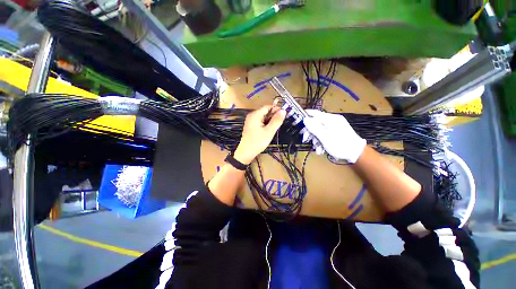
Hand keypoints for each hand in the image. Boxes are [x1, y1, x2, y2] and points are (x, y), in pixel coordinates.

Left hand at [233, 105, 285, 163]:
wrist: (246, 152)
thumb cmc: (257, 142)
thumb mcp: (269, 131)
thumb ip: (276, 121)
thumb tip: (283, 111)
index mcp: (255, 115)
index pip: (267, 107)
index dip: (276, 109)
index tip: (284, 113)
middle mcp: (252, 116)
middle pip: (265, 111)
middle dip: (274, 115)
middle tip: (282, 121)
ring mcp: (251, 121)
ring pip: (263, 117)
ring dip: (271, 120)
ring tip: (277, 126)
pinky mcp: (251, 126)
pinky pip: (261, 121)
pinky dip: (266, 123)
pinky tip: (270, 128)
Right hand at [302, 110, 365, 162]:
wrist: (356, 153)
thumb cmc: (340, 145)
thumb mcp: (325, 137)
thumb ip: (314, 127)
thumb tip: (305, 119)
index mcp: (330, 119)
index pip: (314, 113)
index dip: (305, 116)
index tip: (297, 122)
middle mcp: (332, 120)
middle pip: (316, 122)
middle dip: (310, 132)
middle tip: (305, 140)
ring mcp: (335, 125)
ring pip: (319, 129)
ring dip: (316, 139)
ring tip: (317, 149)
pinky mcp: (336, 131)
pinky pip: (325, 133)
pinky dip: (321, 140)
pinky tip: (321, 148)